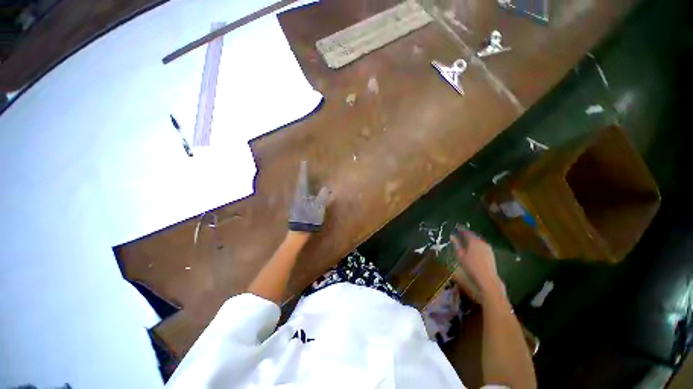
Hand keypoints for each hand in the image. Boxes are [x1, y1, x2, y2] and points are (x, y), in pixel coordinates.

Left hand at [288, 161, 329, 232]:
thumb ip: (322, 197)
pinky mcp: (297, 208)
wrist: (299, 231)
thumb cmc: (308, 219)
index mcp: (302, 194)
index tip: (304, 162)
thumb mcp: (318, 208)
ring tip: (307, 179)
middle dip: (303, 176)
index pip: (303, 179)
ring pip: (300, 189)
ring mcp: (296, 202)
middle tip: (306, 169)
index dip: (304, 171)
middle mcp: (297, 196)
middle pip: (300, 183)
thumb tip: (326, 187)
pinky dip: (305, 191)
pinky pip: (301, 196)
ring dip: (304, 183)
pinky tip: (307, 193)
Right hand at [450, 227, 503, 301]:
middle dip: (467, 233)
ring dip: (472, 239)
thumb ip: (456, 244)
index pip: (466, 232)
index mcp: (474, 241)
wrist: (487, 279)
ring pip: (478, 240)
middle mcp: (482, 242)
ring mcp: (487, 248)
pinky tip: (473, 248)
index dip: (461, 228)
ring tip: (465, 240)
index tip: (456, 226)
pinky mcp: (491, 254)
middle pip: (473, 235)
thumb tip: (452, 236)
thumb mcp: (460, 255)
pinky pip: (481, 245)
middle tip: (460, 232)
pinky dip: (476, 244)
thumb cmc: (471, 266)